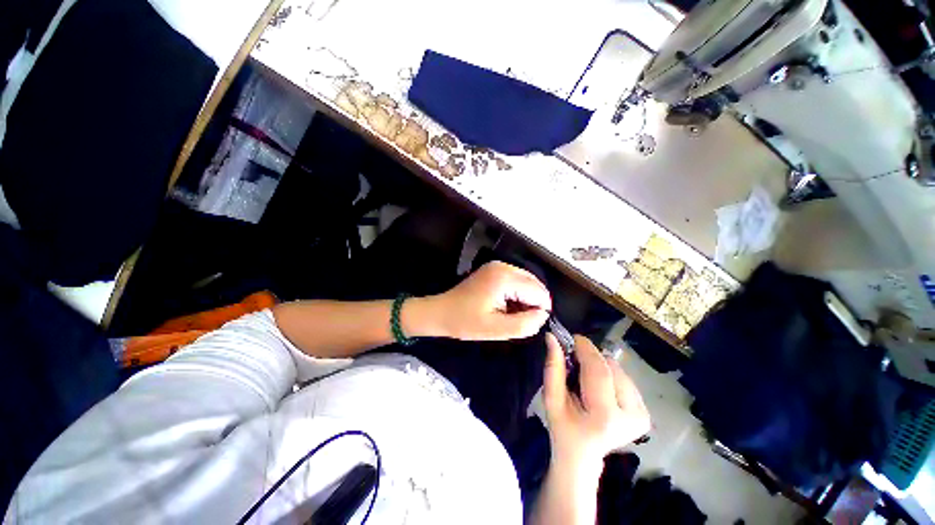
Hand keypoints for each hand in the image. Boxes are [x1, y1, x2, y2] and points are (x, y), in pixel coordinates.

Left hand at [413, 261, 551, 340]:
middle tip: (517, 320)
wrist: (441, 312)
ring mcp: (498, 266)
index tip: (526, 324)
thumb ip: (525, 324)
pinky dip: (517, 295)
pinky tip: (505, 306)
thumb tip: (543, 315)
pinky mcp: (494, 270)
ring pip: (528, 283)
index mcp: (504, 278)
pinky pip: (517, 281)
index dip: (538, 311)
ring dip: (525, 300)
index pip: (539, 292)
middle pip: (535, 284)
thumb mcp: (496, 329)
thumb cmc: (465, 322)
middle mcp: (504, 266)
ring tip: (509, 314)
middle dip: (532, 304)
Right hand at [543, 334, 650, 473]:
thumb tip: (552, 337)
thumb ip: (553, 366)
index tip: (572, 337)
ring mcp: (642, 416)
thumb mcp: (551, 398)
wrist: (582, 455)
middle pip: (610, 367)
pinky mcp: (645, 414)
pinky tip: (599, 387)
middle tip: (574, 359)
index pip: (598, 370)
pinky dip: (609, 375)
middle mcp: (631, 416)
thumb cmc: (563, 427)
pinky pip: (624, 378)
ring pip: (618, 370)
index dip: (586, 349)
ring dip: (599, 366)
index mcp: (605, 417)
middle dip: (590, 356)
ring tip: (586, 379)